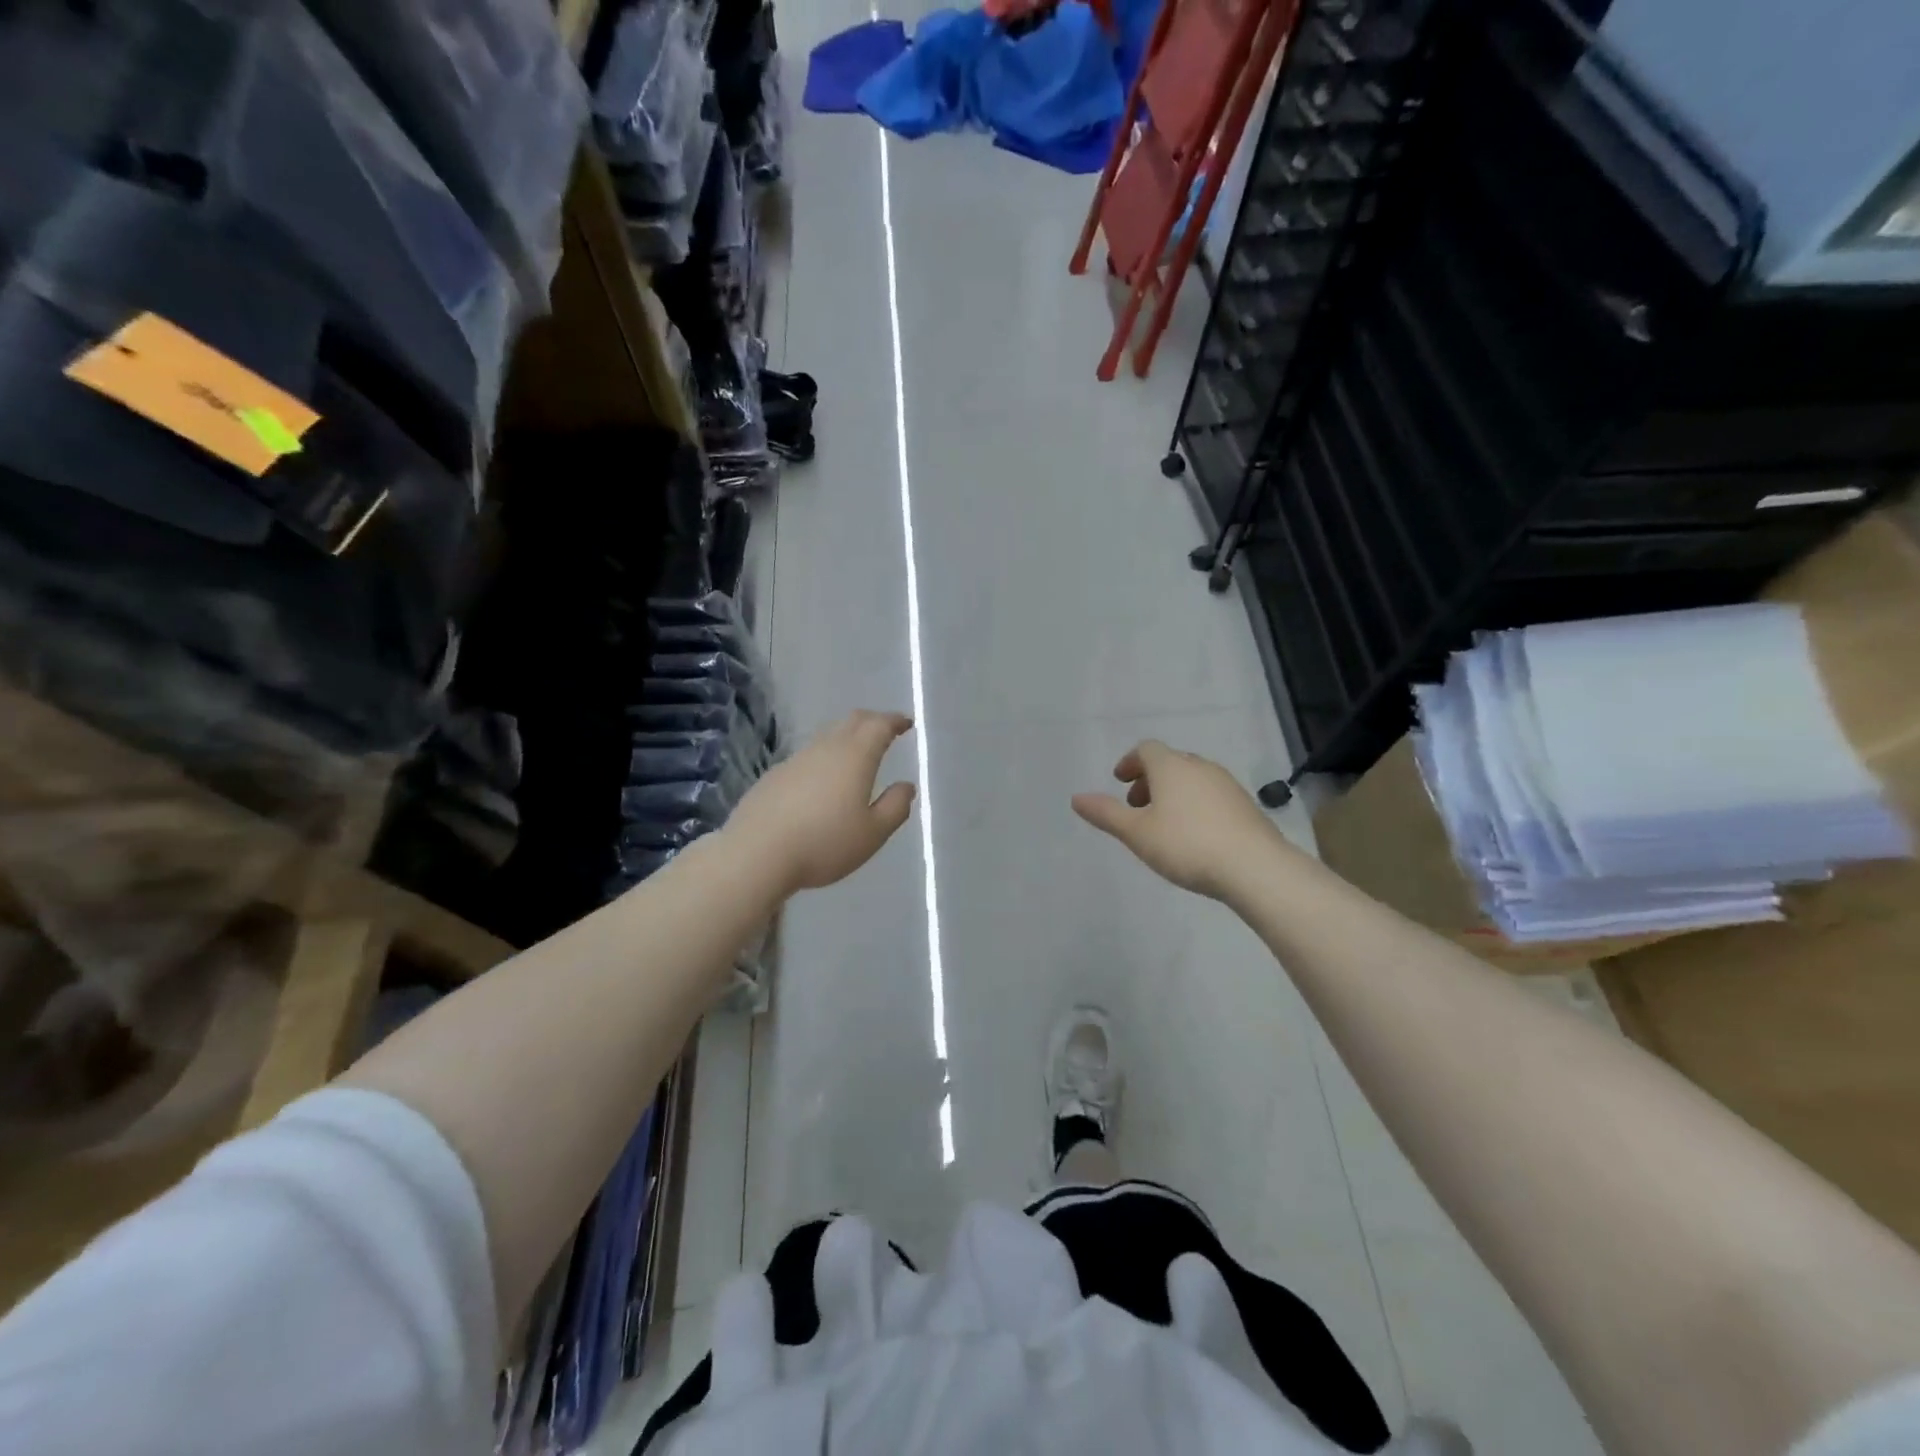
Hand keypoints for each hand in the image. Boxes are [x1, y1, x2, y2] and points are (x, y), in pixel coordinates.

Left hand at [725, 711, 917, 895]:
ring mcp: (795, 760)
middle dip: (872, 721)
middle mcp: (825, 749)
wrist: (756, 854)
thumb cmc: (824, 844)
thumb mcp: (872, 834)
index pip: (879, 726)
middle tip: (885, 730)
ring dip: (846, 739)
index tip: (906, 723)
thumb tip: (906, 786)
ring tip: (856, 756)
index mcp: (855, 757)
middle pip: (851, 722)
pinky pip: (807, 758)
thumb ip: (895, 807)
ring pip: (827, 738)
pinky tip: (821, 782)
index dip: (894, 721)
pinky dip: (823, 759)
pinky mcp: (774, 776)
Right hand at [1072, 740, 1291, 900]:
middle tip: (1137, 806)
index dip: (1129, 762)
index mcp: (1171, 766)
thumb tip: (1076, 798)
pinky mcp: (1245, 805)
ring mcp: (1227, 784)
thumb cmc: (1186, 845)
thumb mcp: (1136, 833)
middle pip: (1170, 762)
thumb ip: (1106, 814)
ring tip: (1163, 823)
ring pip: (1192, 778)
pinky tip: (1194, 835)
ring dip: (1173, 792)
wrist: (1254, 867)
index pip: (1146, 749)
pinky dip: (1195, 804)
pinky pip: (1211, 795)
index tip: (1120, 782)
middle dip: (1150, 779)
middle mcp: (1200, 767)